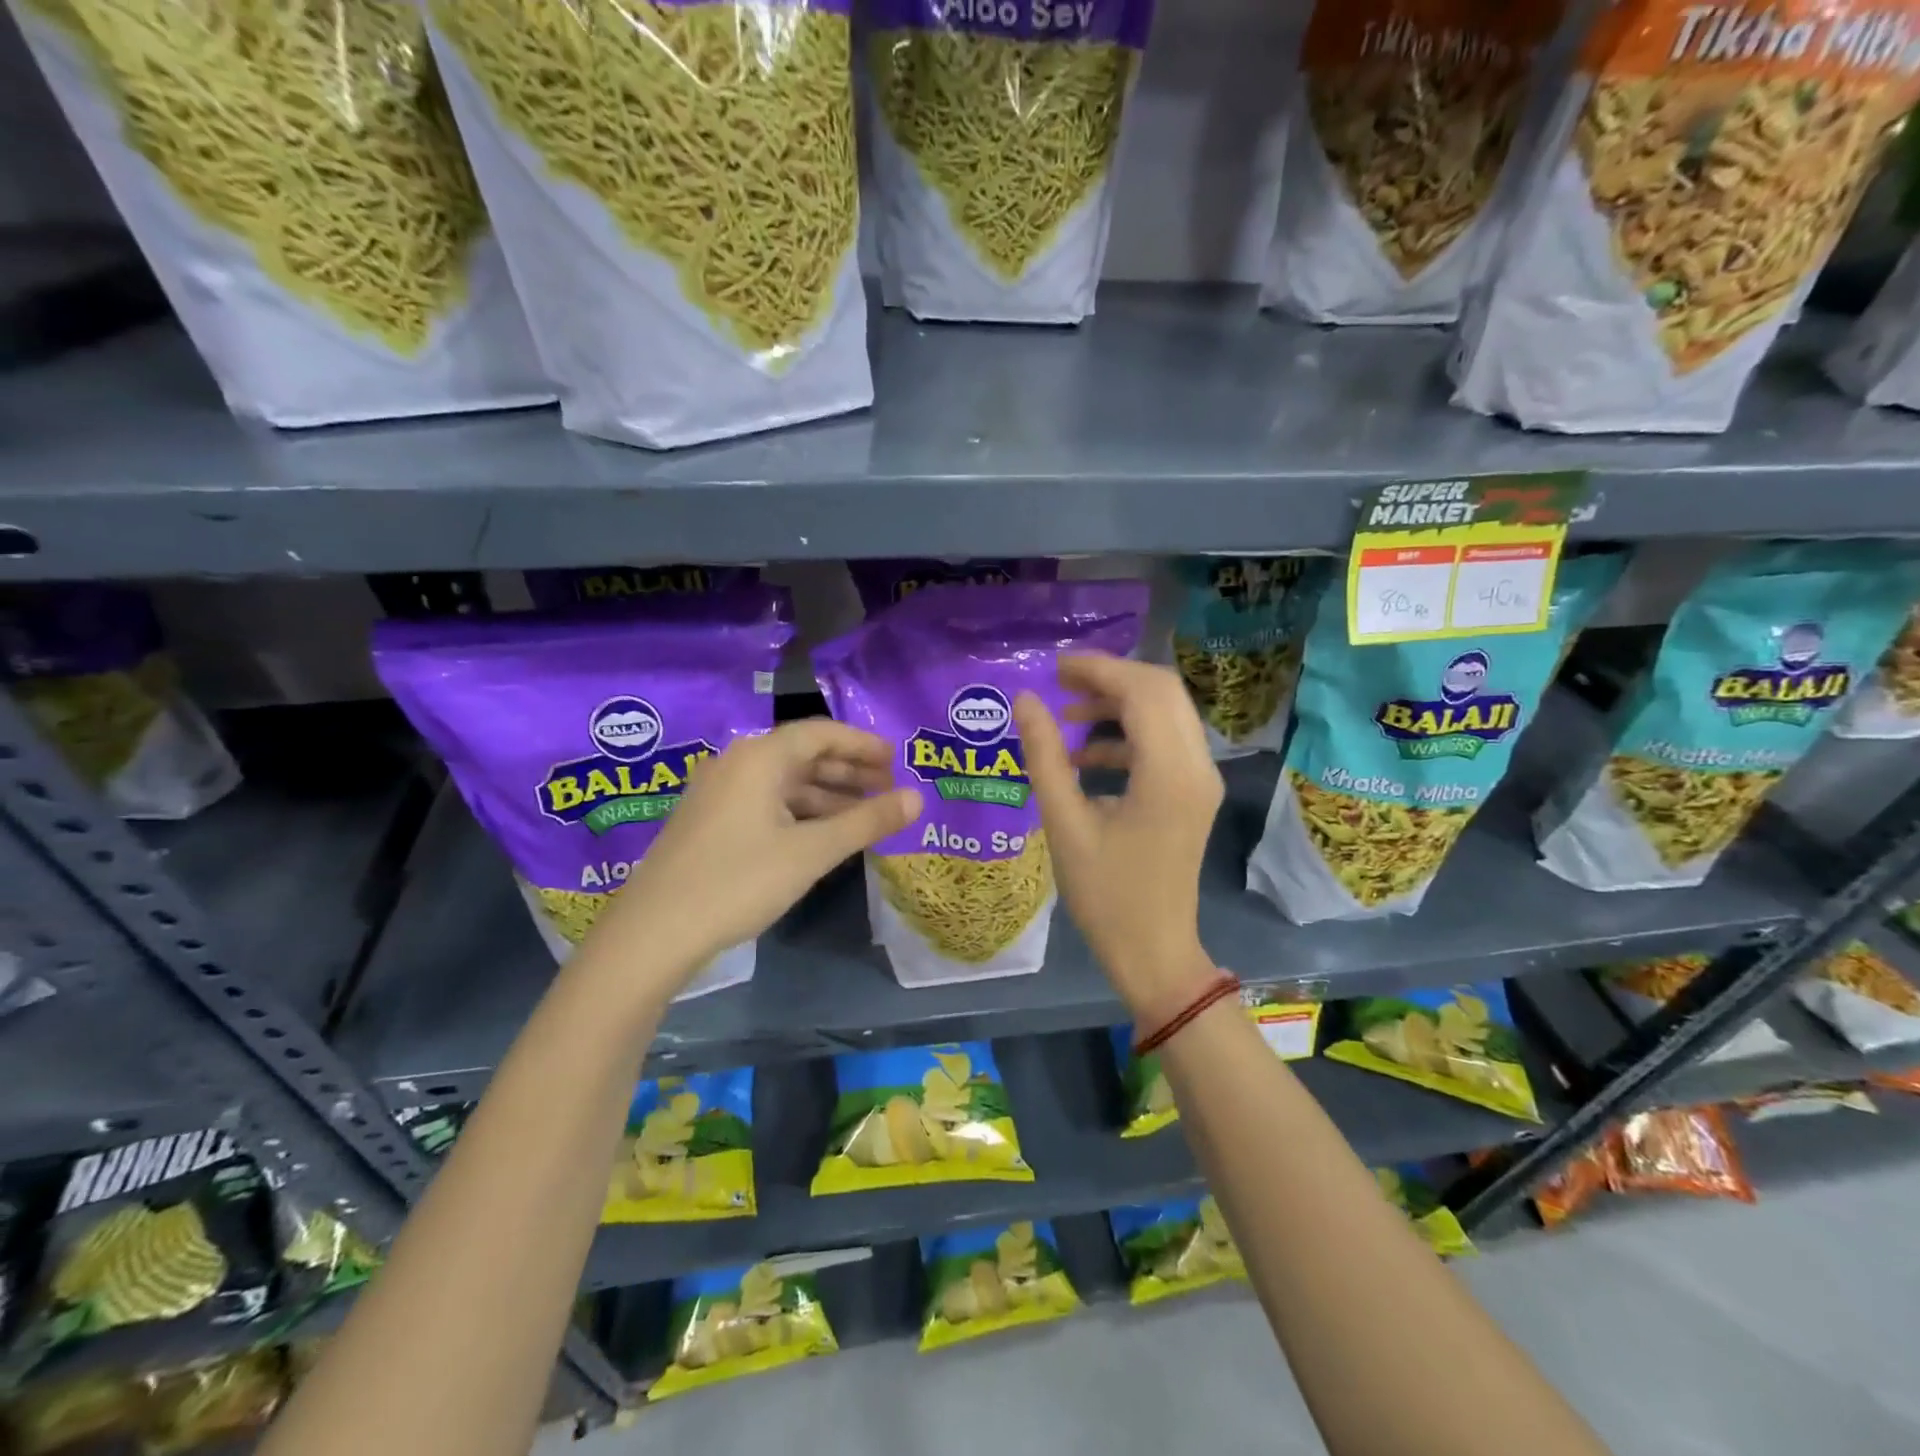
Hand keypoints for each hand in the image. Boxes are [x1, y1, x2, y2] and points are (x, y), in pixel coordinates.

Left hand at [586, 720, 921, 984]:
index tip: (896, 760)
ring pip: (785, 782)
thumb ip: (866, 822)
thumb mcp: (811, 852)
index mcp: (759, 757)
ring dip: (827, 794)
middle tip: (888, 788)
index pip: (821, 733)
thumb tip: (917, 798)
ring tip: (865, 814)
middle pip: (803, 754)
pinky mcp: (710, 822)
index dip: (862, 744)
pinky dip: (801, 812)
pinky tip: (822, 835)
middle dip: (849, 769)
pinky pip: (767, 802)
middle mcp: (737, 764)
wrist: (653, 933)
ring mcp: (719, 793)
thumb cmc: (738, 882)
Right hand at [1015, 654, 1223, 1019]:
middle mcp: (1196, 766)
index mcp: (1168, 773)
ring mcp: (1200, 780)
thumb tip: (1026, 701)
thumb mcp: (1064, 824)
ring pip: (1166, 713)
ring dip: (1118, 706)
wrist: (1154, 952)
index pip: (1142, 691)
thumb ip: (1044, 757)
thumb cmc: (1105, 896)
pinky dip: (1127, 735)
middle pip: (1162, 691)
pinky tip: (1085, 758)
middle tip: (1061, 683)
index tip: (1054, 667)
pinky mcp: (1193, 793)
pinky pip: (1165, 742)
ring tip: (1066, 718)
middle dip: (1110, 679)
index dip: (1098, 670)